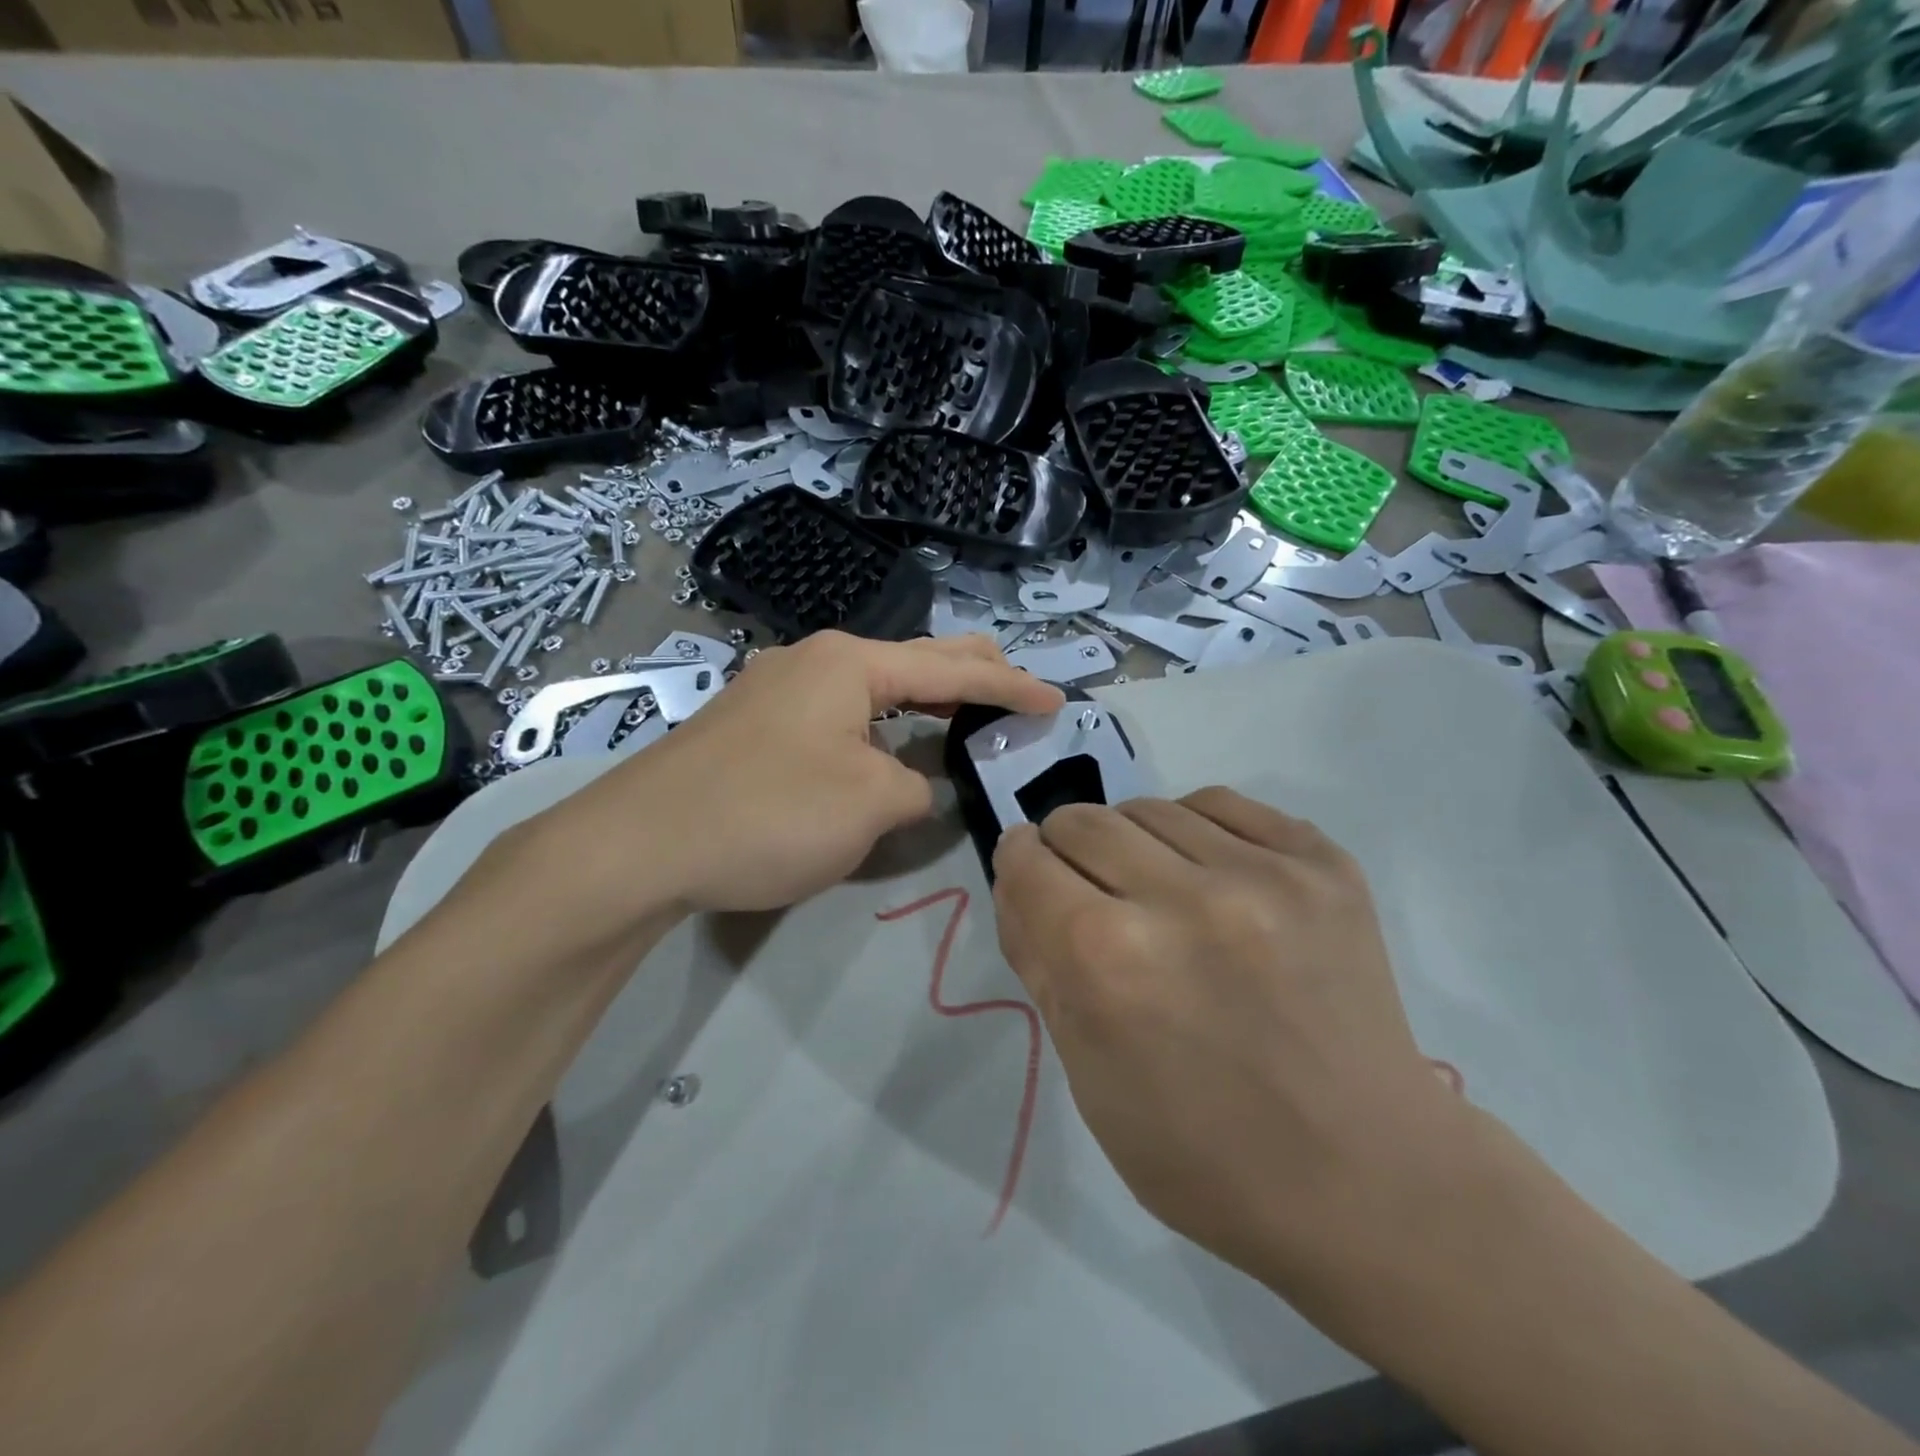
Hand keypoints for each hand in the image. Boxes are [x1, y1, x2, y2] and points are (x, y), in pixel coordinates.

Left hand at [512, 633, 1061, 934]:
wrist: (640, 843)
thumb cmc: (769, 813)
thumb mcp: (869, 805)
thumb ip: (916, 789)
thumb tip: (911, 785)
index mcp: (851, 663)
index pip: (951, 670)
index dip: (1009, 688)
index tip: (1055, 701)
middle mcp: (815, 659)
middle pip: (912, 658)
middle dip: (969, 671)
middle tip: (1014, 685)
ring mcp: (778, 687)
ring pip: (872, 684)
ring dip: (922, 696)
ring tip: (960, 706)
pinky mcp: (755, 722)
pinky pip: (839, 709)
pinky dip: (881, 719)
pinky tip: (886, 737)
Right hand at [992, 788, 1467, 1292]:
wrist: (1366, 1180)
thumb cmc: (1201, 1152)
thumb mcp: (1083, 1071)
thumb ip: (1037, 958)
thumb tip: (1019, 874)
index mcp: (1106, 960)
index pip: (1026, 859)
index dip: (1021, 868)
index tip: (1036, 883)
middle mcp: (1179, 899)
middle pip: (1081, 820)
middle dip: (1069, 852)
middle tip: (1097, 896)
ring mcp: (1262, 874)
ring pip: (1149, 807)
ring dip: (1135, 844)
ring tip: (1161, 893)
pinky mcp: (1321, 864)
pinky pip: (1220, 805)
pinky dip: (1198, 834)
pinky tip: (1214, 881)